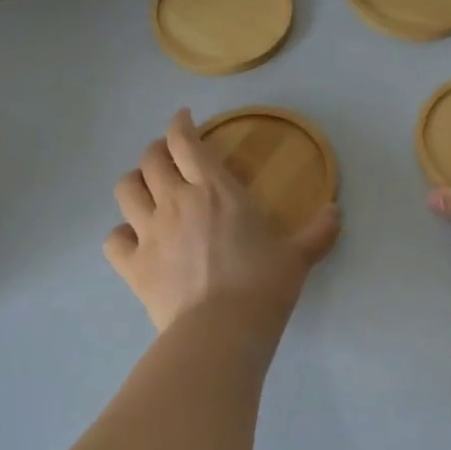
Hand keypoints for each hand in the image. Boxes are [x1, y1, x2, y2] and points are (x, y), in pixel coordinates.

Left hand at [106, 110, 341, 331]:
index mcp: (215, 190)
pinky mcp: (133, 265)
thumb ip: (318, 231)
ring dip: (135, 183)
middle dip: (157, 150)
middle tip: (168, 155)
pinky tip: (132, 239)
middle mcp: (176, 201)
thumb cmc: (263, 285)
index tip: (183, 119)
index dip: (180, 124)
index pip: (185, 141)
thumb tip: (336, 212)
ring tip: (146, 189)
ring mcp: (149, 232)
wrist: (222, 330)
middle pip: (150, 159)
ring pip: (125, 190)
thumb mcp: (298, 256)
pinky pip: (113, 239)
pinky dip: (121, 235)